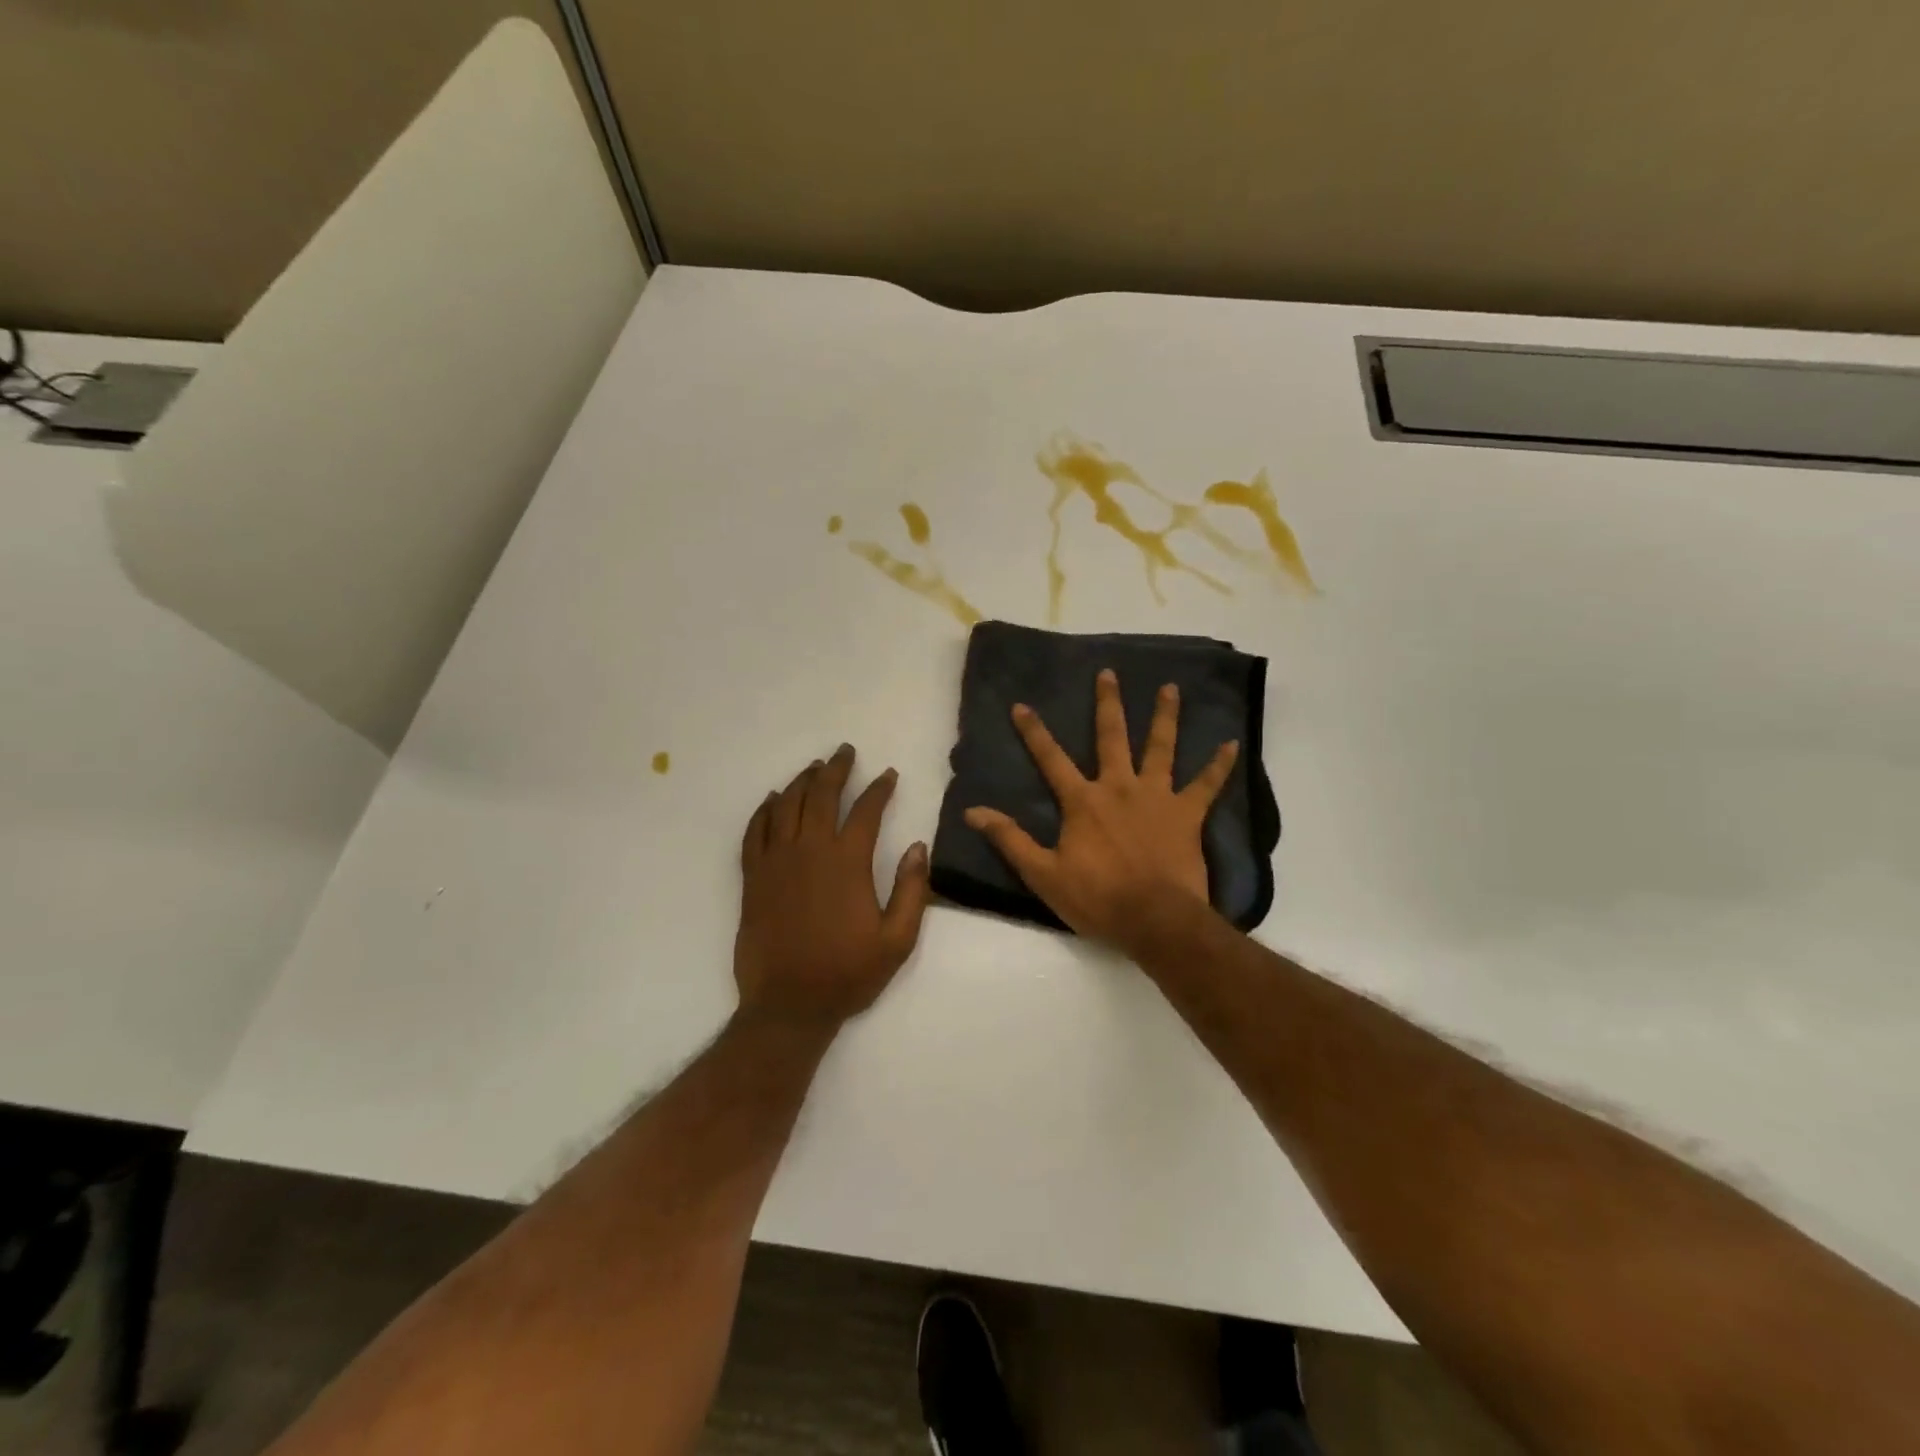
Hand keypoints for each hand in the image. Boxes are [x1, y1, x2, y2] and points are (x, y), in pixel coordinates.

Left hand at [734, 744, 931, 1028]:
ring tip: (814, 768)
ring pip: (786, 805)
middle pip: (822, 795)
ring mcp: (776, 861)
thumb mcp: (897, 940)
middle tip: (844, 752)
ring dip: (802, 781)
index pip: (867, 811)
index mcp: (848, 862)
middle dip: (836, 769)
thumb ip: (912, 890)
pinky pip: (754, 831)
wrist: (788, 1005)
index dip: (879, 789)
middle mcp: (810, 851)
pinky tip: (773, 800)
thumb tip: (919, 846)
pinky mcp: (753, 877)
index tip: (888, 775)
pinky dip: (764, 810)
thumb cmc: (848, 973)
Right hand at [964, 669, 1237, 955]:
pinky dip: (1220, 765)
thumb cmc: (1097, 898)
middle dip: (1108, 704)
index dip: (1034, 732)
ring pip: (1161, 748)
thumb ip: (1010, 839)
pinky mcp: (1188, 814)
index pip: (1051, 759)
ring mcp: (1157, 797)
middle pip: (1112, 737)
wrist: (1155, 919)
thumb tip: (973, 812)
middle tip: (1109, 673)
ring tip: (1170, 688)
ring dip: (1165, 717)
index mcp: (1083, 801)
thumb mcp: (1042, 874)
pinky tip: (1232, 743)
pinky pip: (1207, 785)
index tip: (1022, 705)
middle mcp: (1119, 787)